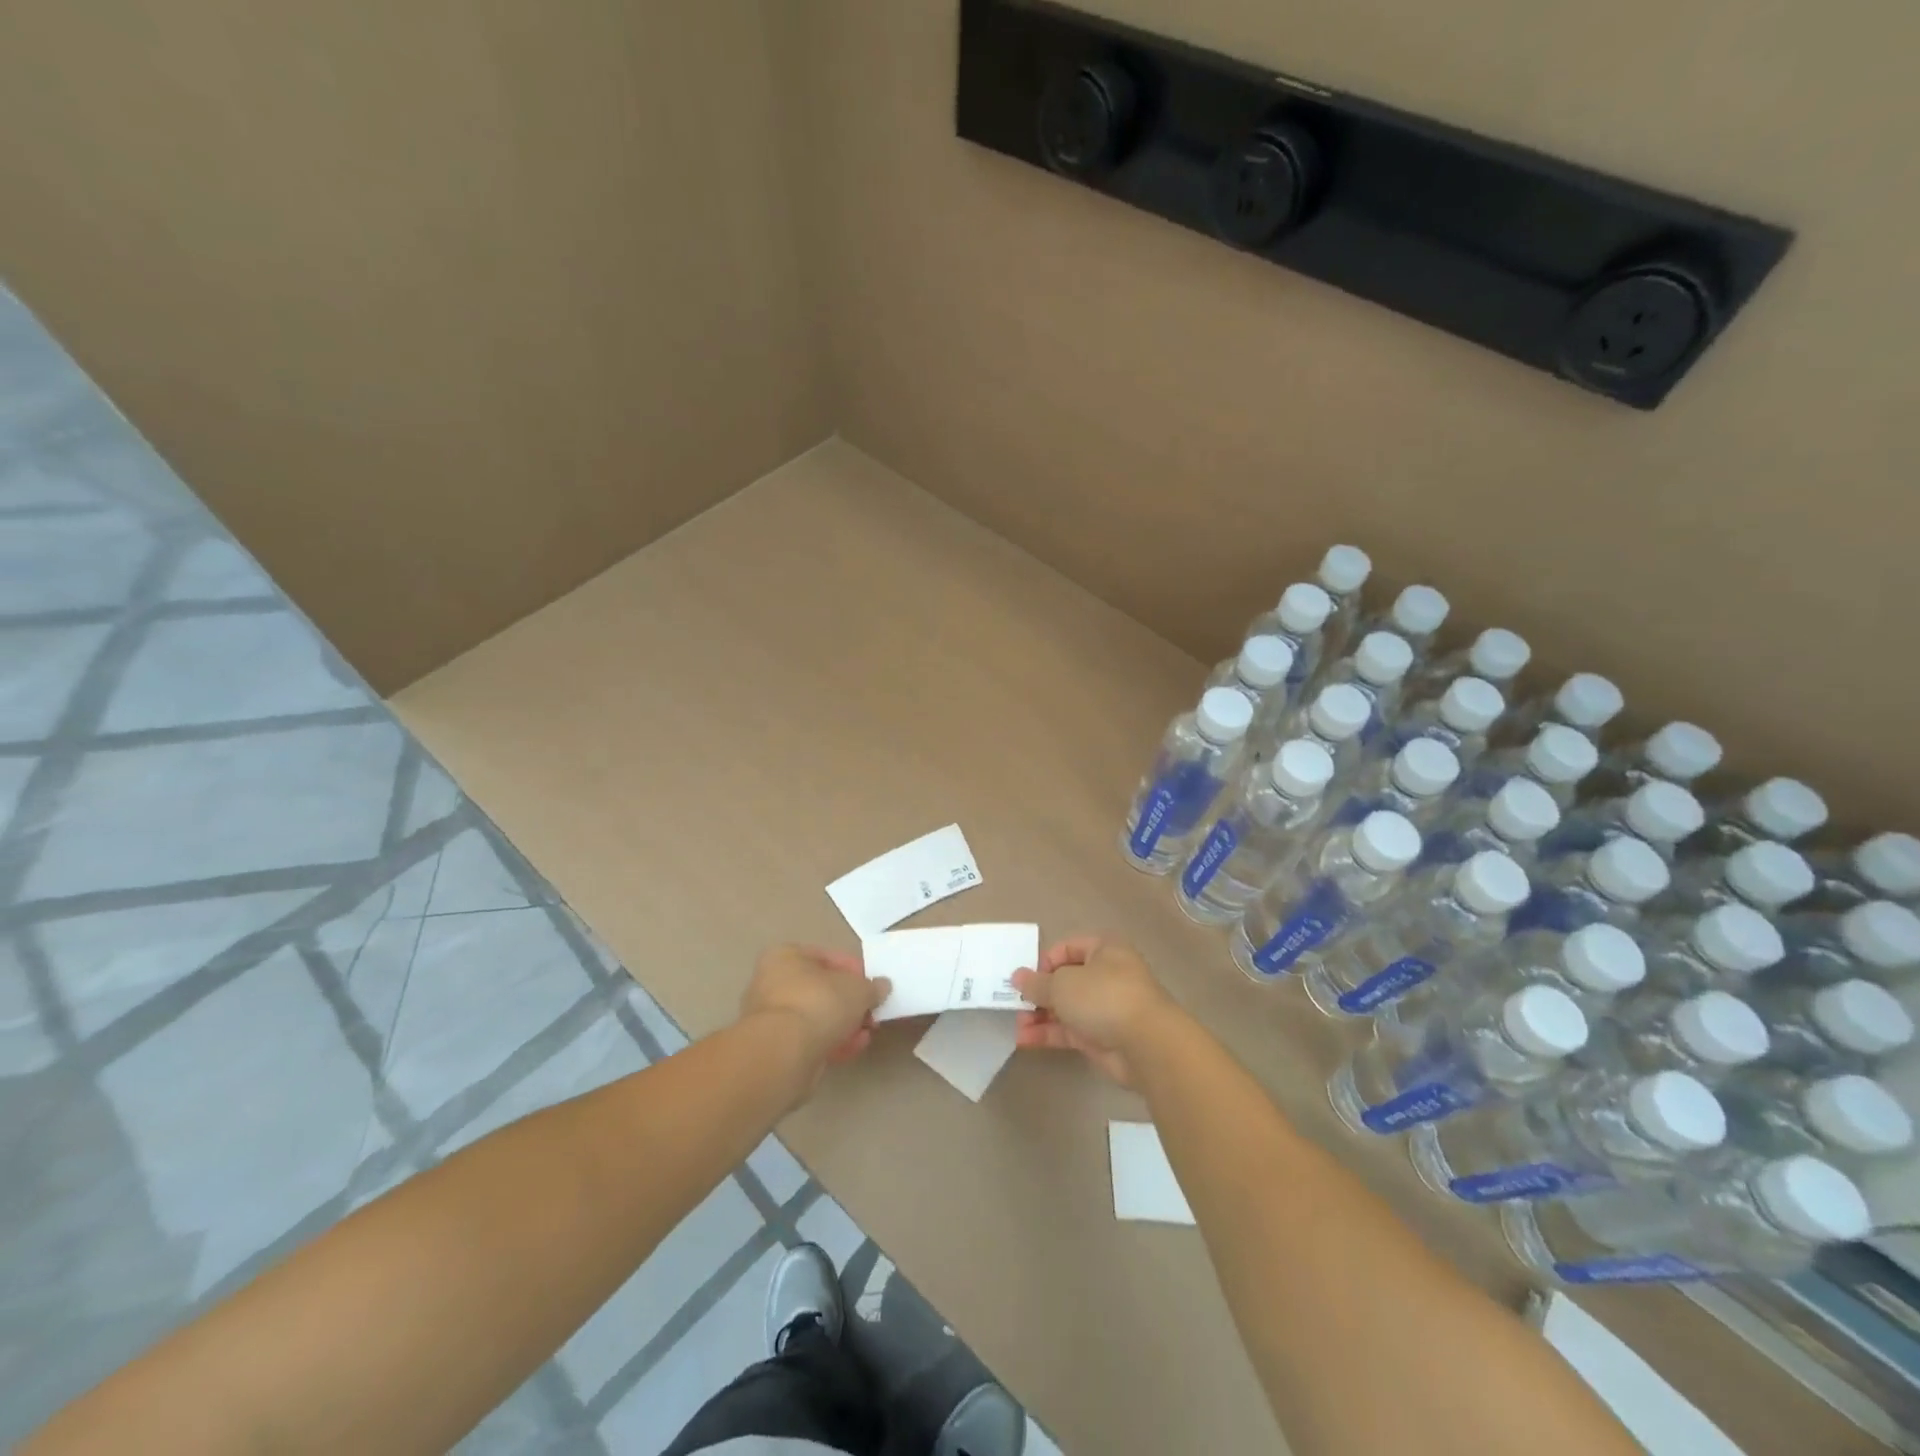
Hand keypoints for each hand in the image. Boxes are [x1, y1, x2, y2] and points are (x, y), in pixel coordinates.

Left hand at [740, 945, 889, 1083]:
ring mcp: (771, 1018)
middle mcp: (772, 982)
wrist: (784, 1053)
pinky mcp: (775, 1048)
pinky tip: (853, 1048)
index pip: (825, 957)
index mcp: (785, 956)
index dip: (853, 969)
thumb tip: (881, 986)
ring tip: (866, 1033)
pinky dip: (831, 1042)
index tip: (871, 984)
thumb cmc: (819, 1003)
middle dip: (849, 1002)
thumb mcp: (858, 989)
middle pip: (820, 989)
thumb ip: (872, 987)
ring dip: (843, 1024)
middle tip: (870, 1011)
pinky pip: (809, 1039)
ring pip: (816, 1017)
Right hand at [1011, 936, 1177, 1088]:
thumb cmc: (1104, 997)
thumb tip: (1017, 977)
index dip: (1045, 961)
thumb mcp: (1063, 984)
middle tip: (1015, 1004)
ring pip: (1066, 1008)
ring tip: (1017, 1024)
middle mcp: (1106, 975)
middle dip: (1039, 993)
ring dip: (1040, 1015)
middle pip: (1065, 980)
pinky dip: (1048, 1034)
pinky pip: (1070, 1031)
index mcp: (1104, 949)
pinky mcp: (1102, 1037)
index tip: (1026, 979)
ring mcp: (1105, 1008)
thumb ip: (1037, 983)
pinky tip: (1025, 1040)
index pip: (1068, 948)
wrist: (1147, 1045)